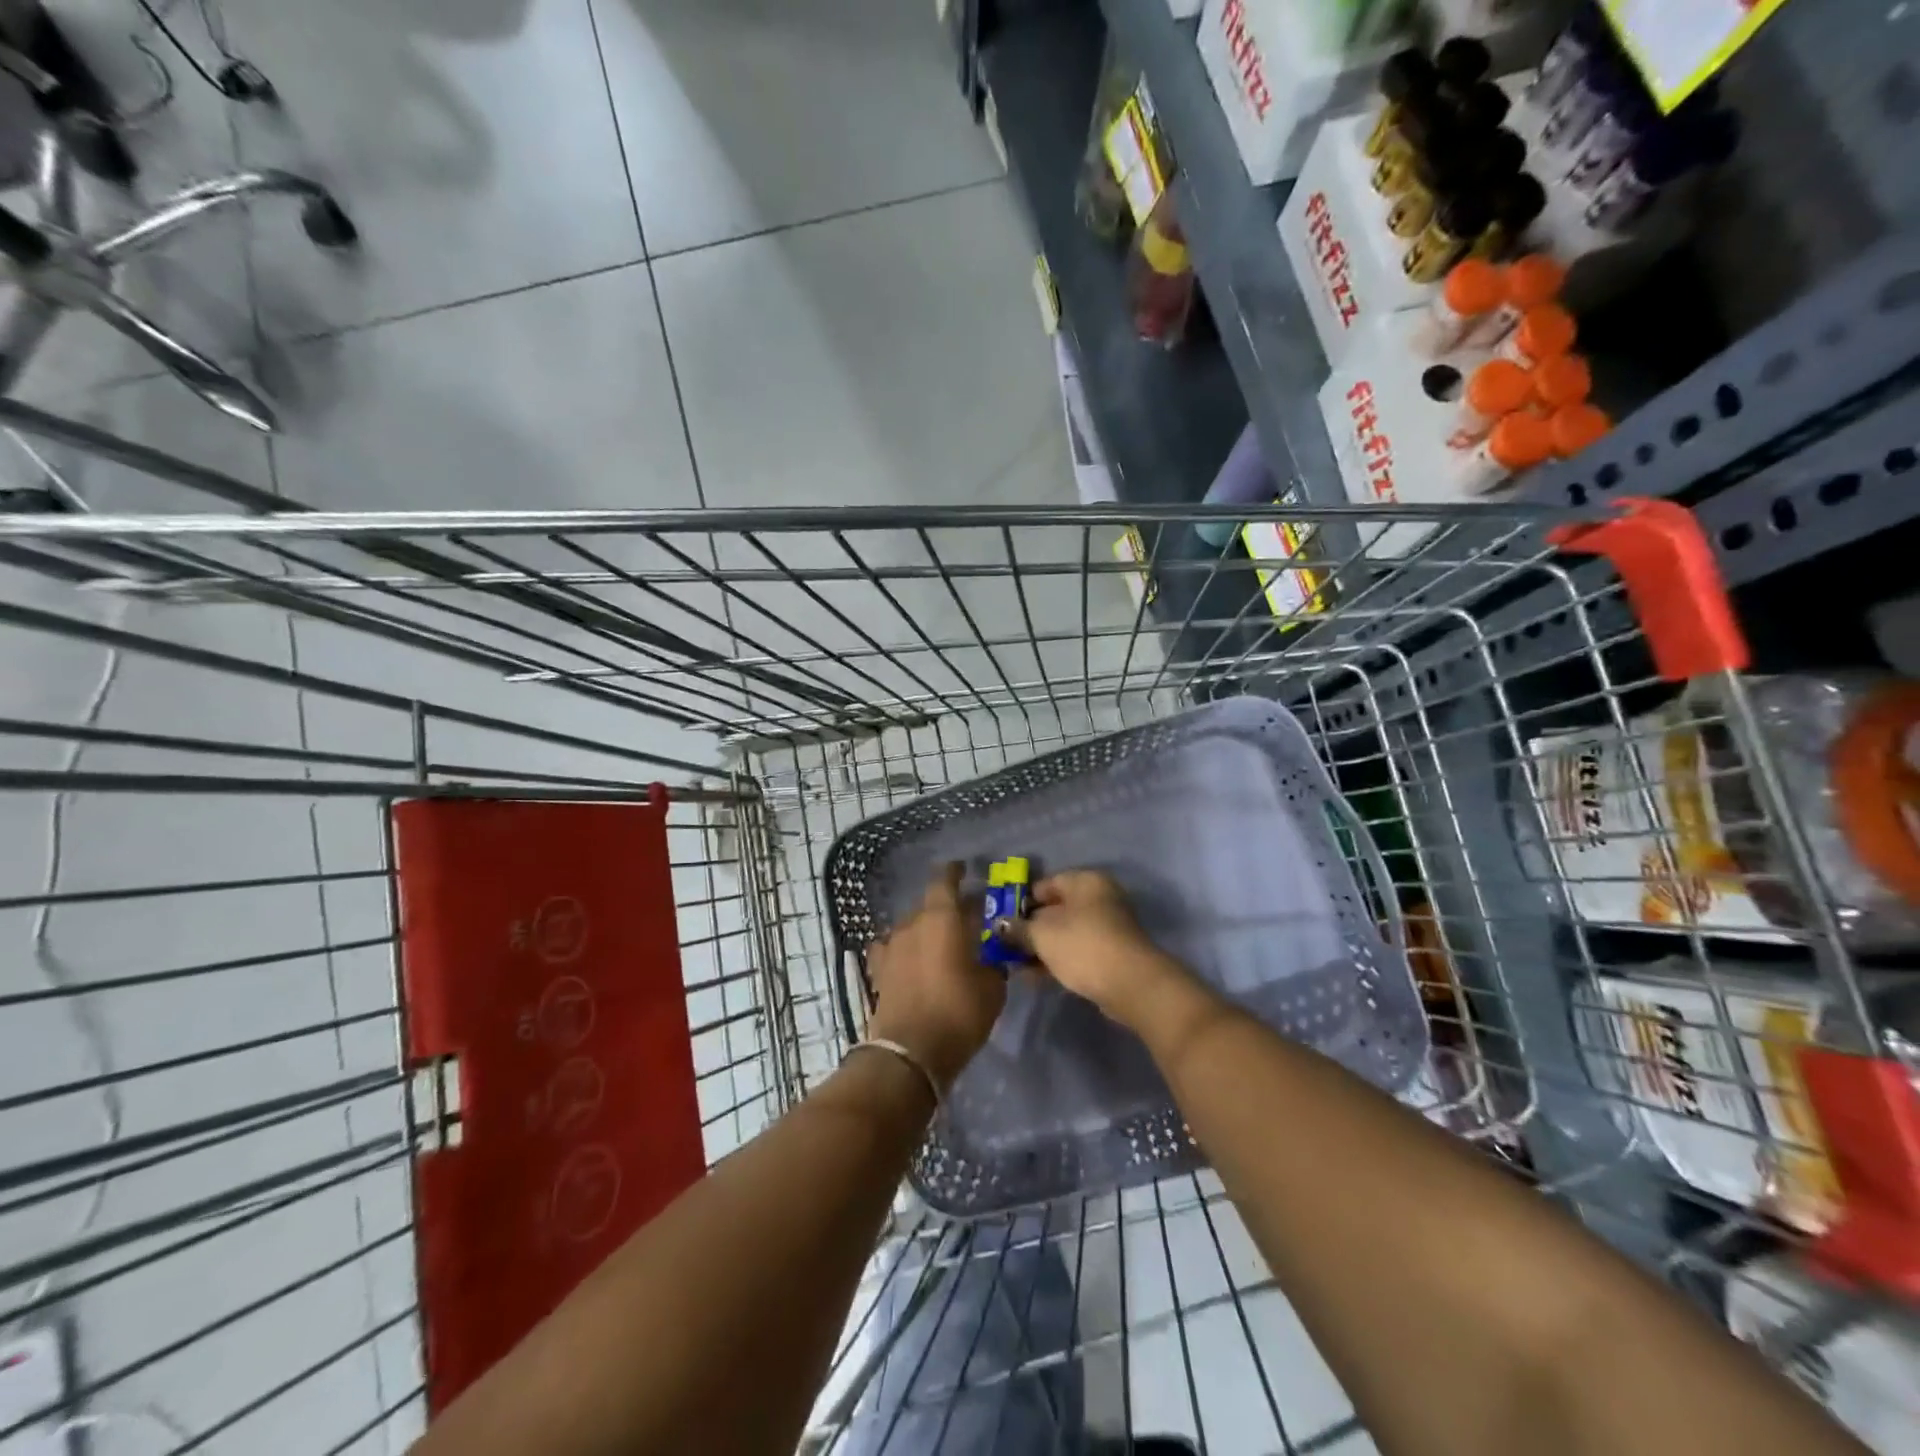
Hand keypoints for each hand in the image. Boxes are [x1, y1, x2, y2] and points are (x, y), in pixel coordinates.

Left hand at [865, 863, 1005, 1092]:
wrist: (910, 1052)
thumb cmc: (958, 1012)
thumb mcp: (992, 987)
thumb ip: (993, 962)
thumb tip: (992, 955)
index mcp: (941, 917)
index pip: (945, 880)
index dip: (955, 872)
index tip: (964, 870)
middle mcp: (912, 923)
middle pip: (929, 905)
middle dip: (946, 908)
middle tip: (964, 919)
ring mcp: (891, 946)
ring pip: (911, 927)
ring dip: (926, 931)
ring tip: (941, 944)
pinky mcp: (878, 971)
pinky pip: (894, 949)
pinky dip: (905, 951)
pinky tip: (912, 961)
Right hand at [1002, 870, 1188, 1028]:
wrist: (1130, 984)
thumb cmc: (1082, 945)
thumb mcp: (1041, 935)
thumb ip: (1018, 928)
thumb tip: (1000, 925)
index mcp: (1085, 881)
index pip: (1045, 884)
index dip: (1020, 901)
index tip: (1000, 920)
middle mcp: (1099, 898)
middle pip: (1055, 909)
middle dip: (1029, 927)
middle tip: (1005, 944)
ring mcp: (1108, 927)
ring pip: (1065, 933)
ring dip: (1041, 947)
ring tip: (1015, 964)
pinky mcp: (1111, 953)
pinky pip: (1077, 951)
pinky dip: (1057, 959)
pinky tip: (1035, 976)